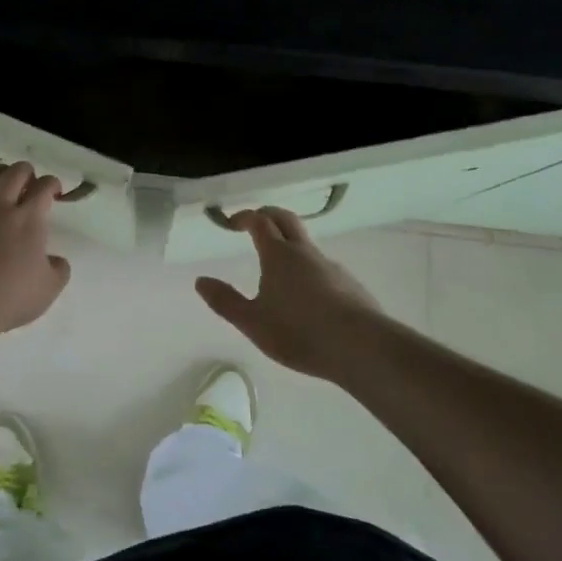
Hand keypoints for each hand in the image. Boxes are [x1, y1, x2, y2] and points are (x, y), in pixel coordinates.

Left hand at [0, 161, 71, 335]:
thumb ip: (58, 269)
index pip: (43, 187)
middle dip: (24, 171)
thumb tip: (55, 260)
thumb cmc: (11, 296)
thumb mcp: (49, 288)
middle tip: (28, 179)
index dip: (51, 183)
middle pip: (14, 173)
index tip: (54, 190)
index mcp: (28, 219)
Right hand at [194, 207, 388, 377]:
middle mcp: (305, 252)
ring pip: (306, 244)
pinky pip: (323, 267)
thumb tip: (200, 281)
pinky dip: (308, 269)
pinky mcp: (350, 284)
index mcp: (278, 255)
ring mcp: (331, 266)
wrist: (361, 346)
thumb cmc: (299, 332)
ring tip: (278, 267)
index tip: (231, 221)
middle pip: (286, 219)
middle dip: (268, 214)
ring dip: (289, 244)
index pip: (259, 222)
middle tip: (254, 222)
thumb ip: (225, 301)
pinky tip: (308, 296)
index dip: (244, 217)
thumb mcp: (253, 322)